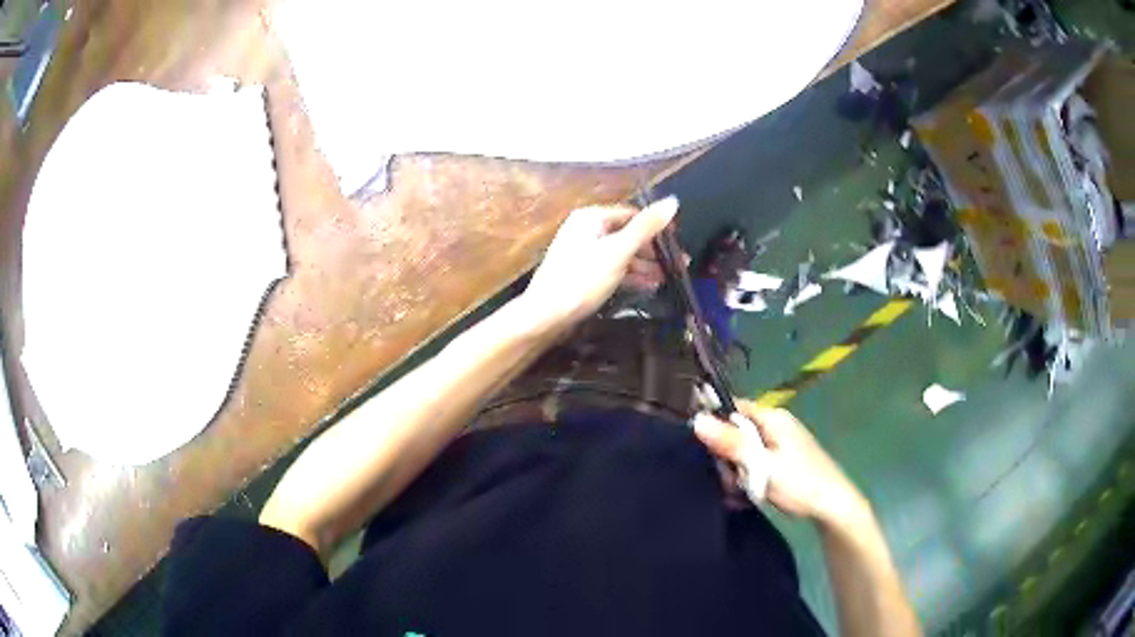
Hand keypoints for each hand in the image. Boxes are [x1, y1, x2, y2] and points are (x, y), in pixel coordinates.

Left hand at [522, 197, 678, 328]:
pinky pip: (612, 268)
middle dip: (653, 250)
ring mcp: (582, 252)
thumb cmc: (582, 279)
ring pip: (621, 253)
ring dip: (645, 265)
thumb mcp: (618, 252)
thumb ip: (646, 227)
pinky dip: (630, 275)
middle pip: (627, 234)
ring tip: (669, 278)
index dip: (657, 227)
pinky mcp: (582, 273)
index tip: (678, 242)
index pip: (632, 214)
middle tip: (679, 265)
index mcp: (592, 217)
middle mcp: (586, 230)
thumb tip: (673, 201)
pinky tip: (648, 286)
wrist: (545, 315)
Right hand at [693, 401, 868, 527]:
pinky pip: (755, 464)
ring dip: (736, 473)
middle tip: (731, 481)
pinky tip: (746, 497)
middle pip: (736, 433)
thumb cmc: (799, 483)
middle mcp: (775, 425)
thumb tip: (696, 420)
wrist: (832, 506)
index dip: (714, 425)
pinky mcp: (782, 461)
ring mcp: (780, 443)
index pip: (732, 407)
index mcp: (772, 417)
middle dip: (727, 458)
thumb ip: (730, 443)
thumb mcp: (761, 465)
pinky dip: (748, 479)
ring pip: (743, 452)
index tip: (706, 451)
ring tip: (740, 494)